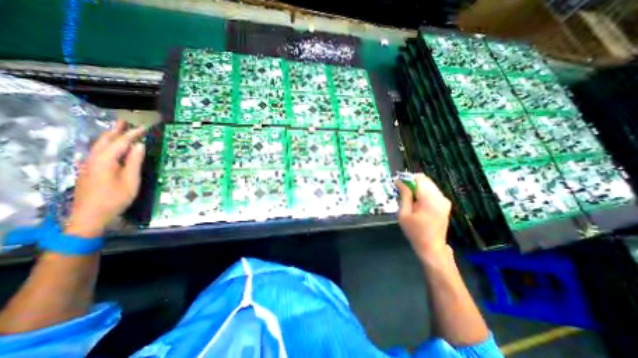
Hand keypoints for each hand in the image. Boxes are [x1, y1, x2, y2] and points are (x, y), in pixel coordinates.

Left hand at [65, 120, 144, 237]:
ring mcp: (89, 165)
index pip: (121, 142)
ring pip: (99, 146)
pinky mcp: (89, 171)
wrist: (90, 215)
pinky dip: (106, 145)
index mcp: (105, 160)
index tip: (144, 127)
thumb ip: (134, 162)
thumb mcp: (130, 180)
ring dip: (109, 136)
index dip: (132, 134)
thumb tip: (139, 145)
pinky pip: (97, 152)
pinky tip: (110, 146)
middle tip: (125, 121)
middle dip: (116, 130)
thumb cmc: (115, 198)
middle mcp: (94, 159)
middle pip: (105, 141)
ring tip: (118, 130)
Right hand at [398, 173, 450, 259]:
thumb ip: (404, 195)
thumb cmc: (414, 231)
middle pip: (425, 180)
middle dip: (412, 182)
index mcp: (430, 200)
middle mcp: (440, 197)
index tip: (399, 184)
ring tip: (409, 198)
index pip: (420, 178)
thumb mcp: (404, 213)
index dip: (408, 178)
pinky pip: (433, 191)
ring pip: (429, 185)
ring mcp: (444, 200)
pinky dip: (423, 192)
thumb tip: (399, 182)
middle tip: (402, 191)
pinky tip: (417, 202)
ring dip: (418, 187)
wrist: (431, 247)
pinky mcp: (445, 204)